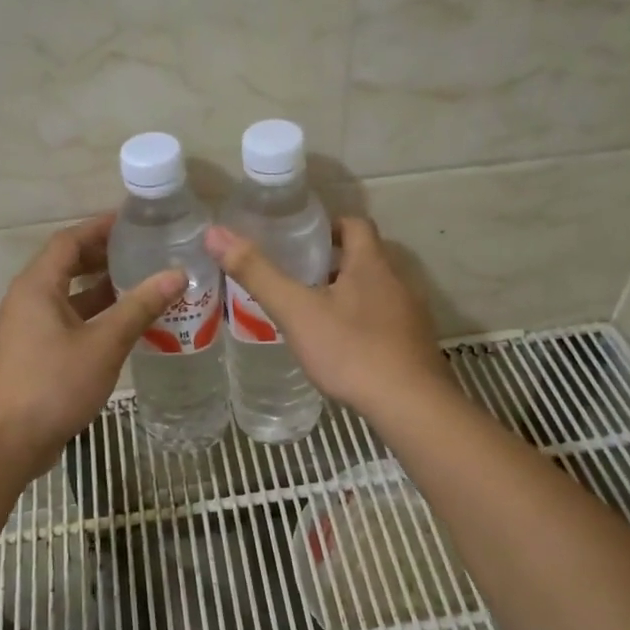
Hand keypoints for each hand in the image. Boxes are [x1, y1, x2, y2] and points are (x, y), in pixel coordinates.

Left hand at [0, 215, 183, 472]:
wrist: (11, 439)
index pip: (69, 240)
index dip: (101, 227)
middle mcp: (28, 299)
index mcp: (37, 286)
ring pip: (69, 296)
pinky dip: (95, 316)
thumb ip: (140, 306)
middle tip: (145, 252)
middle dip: (104, 256)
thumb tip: (177, 274)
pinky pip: (69, 320)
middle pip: (67, 265)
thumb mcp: (104, 342)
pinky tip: (126, 325)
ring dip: (102, 289)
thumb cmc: (55, 383)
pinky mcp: (35, 353)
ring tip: (143, 284)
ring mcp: (29, 328)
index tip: (135, 222)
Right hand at [205, 216, 448, 415]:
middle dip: (333, 263)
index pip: (355, 225)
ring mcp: (410, 316)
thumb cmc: (350, 350)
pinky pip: (385, 323)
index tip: (301, 239)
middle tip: (297, 278)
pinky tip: (342, 350)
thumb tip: (215, 233)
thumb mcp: (296, 311)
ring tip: (313, 314)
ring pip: (376, 293)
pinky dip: (362, 325)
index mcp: (371, 264)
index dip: (329, 225)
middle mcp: (397, 282)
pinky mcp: (414, 346)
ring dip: (348, 296)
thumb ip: (257, 273)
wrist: (409, 405)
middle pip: (365, 259)